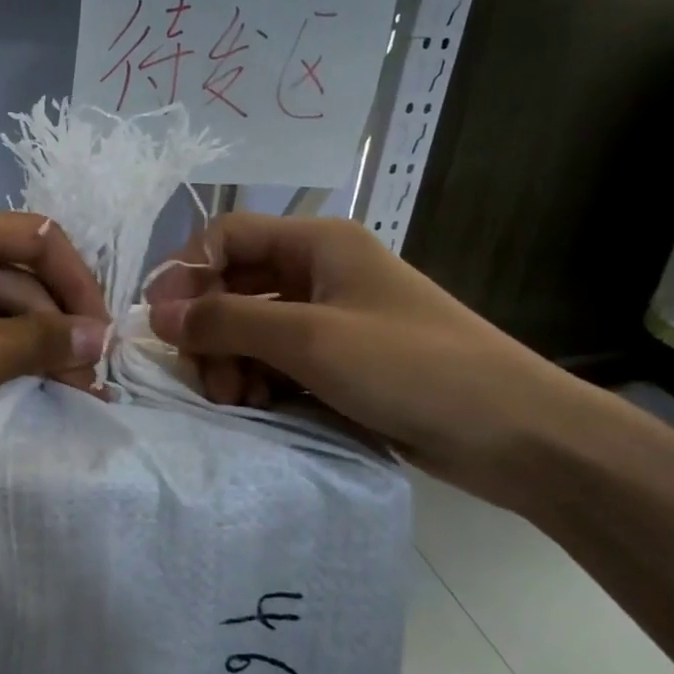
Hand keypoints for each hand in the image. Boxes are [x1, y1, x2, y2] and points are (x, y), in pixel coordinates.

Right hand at [146, 213, 619, 511]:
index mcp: (317, 244)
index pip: (226, 237)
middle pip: (233, 285)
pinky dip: (257, 381)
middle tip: (207, 377)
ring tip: (237, 400)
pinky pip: (275, 361)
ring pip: (249, 328)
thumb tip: (155, 315)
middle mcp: (318, 273)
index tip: (161, 323)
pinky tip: (260, 407)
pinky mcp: (338, 363)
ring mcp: (330, 320)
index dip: (186, 272)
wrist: (518, 437)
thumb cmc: (412, 368)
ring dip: (230, 361)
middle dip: (209, 329)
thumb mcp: (309, 340)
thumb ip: (225, 322)